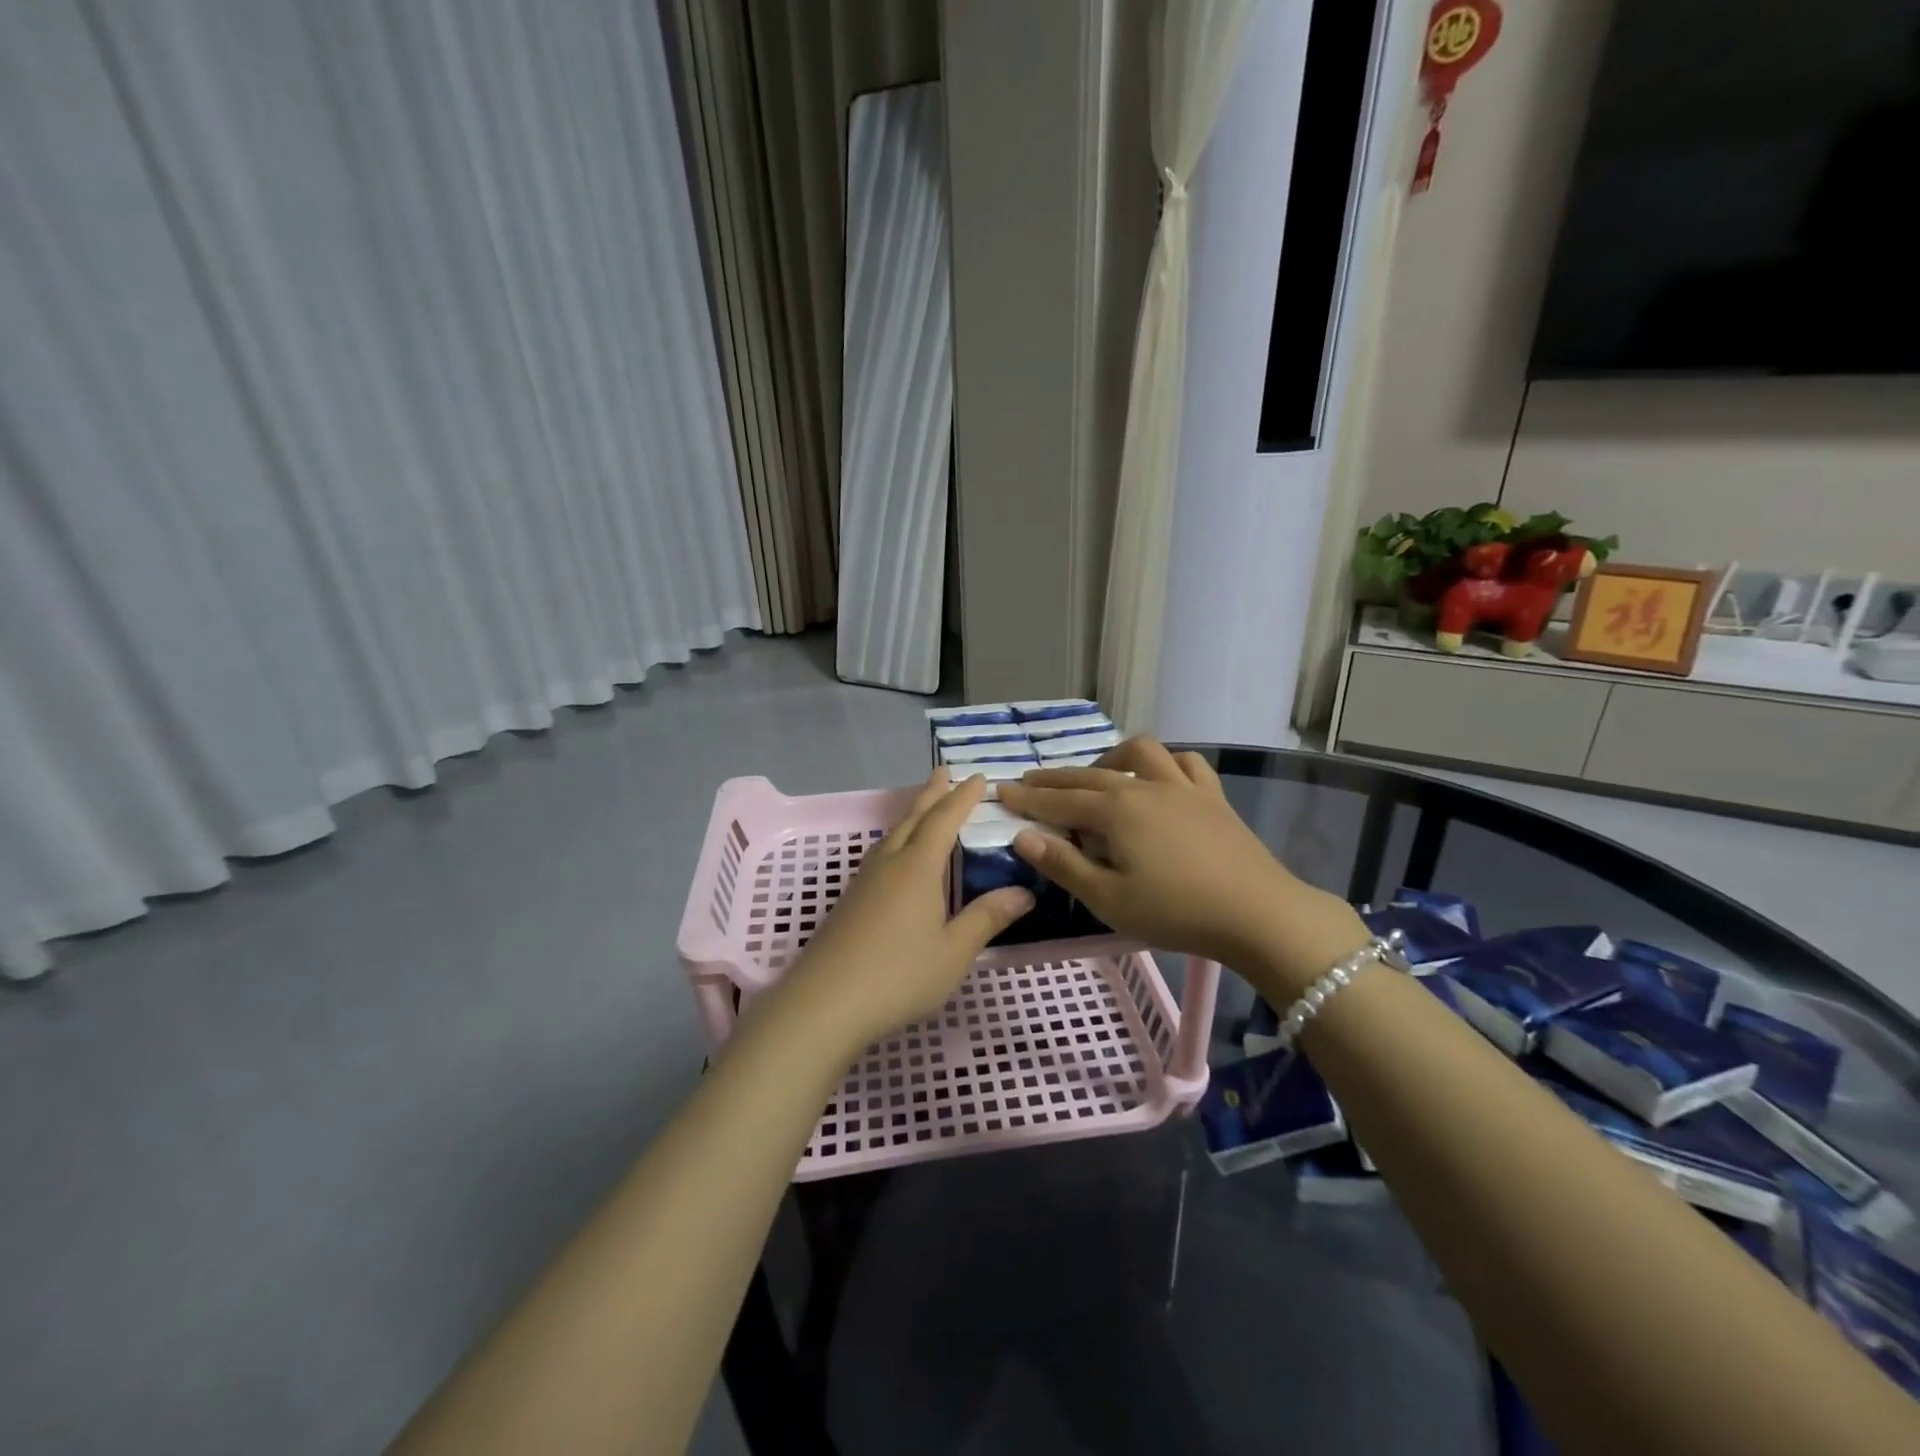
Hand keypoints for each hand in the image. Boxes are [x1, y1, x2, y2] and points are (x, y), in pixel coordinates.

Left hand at [780, 768, 1032, 1050]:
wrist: (825, 1002)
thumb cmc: (898, 975)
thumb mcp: (953, 951)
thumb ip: (987, 918)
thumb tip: (1024, 892)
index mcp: (918, 868)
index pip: (944, 820)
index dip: (962, 797)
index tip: (978, 777)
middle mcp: (890, 864)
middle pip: (913, 818)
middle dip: (932, 793)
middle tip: (944, 770)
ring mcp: (864, 881)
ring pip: (892, 834)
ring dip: (912, 815)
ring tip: (924, 807)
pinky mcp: (849, 900)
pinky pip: (880, 854)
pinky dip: (897, 839)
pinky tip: (896, 857)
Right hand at [998, 739, 1367, 995]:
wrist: (1259, 914)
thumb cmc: (1176, 911)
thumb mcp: (1109, 899)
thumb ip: (1063, 865)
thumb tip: (1023, 836)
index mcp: (1115, 810)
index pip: (1059, 801)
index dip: (1027, 798)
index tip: (1001, 792)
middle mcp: (1144, 786)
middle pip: (1089, 775)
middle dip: (1055, 779)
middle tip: (1029, 782)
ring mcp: (1182, 787)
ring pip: (1139, 753)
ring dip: (1110, 757)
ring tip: (1096, 774)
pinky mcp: (1213, 798)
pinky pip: (1187, 764)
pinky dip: (1166, 763)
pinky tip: (1159, 776)